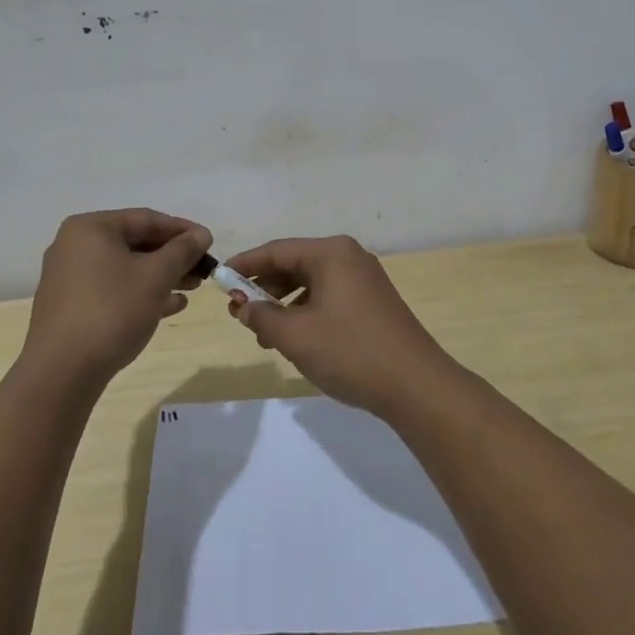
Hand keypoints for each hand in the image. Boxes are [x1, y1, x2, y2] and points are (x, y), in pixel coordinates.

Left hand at [21, 210, 211, 392]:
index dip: (182, 230)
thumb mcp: (155, 277)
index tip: (210, 242)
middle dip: (173, 257)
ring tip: (192, 289)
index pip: (146, 219)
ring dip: (161, 276)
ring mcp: (69, 277)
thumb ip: (182, 251)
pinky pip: (112, 289)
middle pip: (135, 243)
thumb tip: (202, 234)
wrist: (60, 374)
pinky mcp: (70, 306)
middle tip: (203, 269)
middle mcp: (75, 246)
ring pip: (125, 268)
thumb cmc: (111, 312)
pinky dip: (140, 293)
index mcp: (91, 228)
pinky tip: (170, 306)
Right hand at [221, 236, 458, 416]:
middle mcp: (349, 256)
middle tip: (238, 312)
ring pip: (311, 283)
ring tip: (263, 334)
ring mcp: (364, 278)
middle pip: (294, 264)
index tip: (219, 280)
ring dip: (284, 304)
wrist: (415, 384)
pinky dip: (306, 312)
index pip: (277, 250)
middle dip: (264, 288)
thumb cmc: (351, 351)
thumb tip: (242, 307)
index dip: (245, 265)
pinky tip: (295, 338)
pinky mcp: (373, 301)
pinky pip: (328, 296)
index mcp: (331, 253)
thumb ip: (262, 317)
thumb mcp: (296, 336)